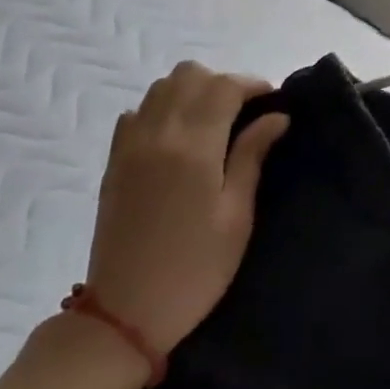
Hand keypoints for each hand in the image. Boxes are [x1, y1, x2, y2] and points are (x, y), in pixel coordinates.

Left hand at [85, 63, 288, 354]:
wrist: (126, 313)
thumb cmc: (196, 268)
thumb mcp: (237, 215)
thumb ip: (252, 156)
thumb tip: (276, 116)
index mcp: (194, 148)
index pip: (224, 87)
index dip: (253, 84)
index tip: (273, 102)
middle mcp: (157, 135)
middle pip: (189, 75)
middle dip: (222, 83)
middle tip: (245, 113)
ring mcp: (129, 147)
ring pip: (159, 88)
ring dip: (191, 92)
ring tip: (213, 122)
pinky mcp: (113, 163)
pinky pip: (135, 113)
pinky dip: (160, 110)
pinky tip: (177, 138)